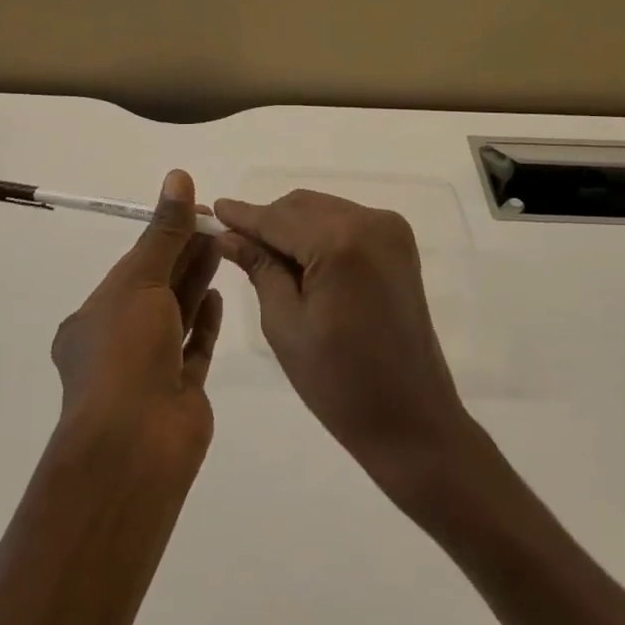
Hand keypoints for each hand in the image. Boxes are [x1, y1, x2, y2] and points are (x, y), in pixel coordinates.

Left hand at [51, 169, 223, 465]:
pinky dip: (205, 321)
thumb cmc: (126, 353)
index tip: (196, 212)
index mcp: (93, 317)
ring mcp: (149, 370)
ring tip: (222, 247)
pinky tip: (218, 295)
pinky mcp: (179, 392)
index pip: (132, 266)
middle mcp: (117, 342)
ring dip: (196, 281)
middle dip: (184, 254)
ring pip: (177, 315)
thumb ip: (164, 231)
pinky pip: (194, 348)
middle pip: (157, 288)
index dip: (163, 235)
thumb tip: (178, 177)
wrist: (135, 446)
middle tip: (217, 224)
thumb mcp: (141, 280)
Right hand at [214, 190, 470, 487]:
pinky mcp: (398, 242)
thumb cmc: (339, 382)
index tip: (212, 210)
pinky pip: (345, 221)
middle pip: (301, 206)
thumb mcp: (285, 324)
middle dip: (268, 221)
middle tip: (234, 244)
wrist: (411, 419)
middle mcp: (369, 222)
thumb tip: (228, 235)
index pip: (278, 218)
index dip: (243, 215)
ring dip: (292, 226)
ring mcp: (390, 229)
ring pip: (322, 210)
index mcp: (341, 242)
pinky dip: (319, 233)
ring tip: (265, 256)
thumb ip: (259, 268)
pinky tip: (300, 260)